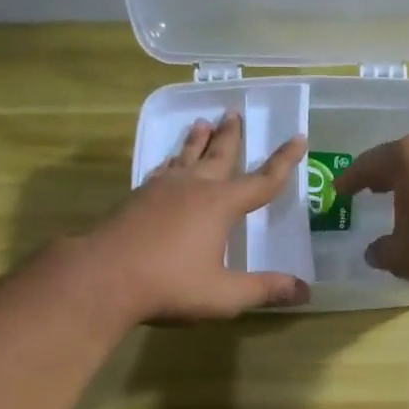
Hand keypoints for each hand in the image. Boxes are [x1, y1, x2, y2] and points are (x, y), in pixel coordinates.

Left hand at [90, 111, 309, 323]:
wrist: (102, 277)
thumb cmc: (170, 285)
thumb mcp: (225, 295)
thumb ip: (265, 290)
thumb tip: (306, 291)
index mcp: (221, 205)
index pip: (262, 181)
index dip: (284, 162)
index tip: (299, 138)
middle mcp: (193, 187)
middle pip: (219, 155)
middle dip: (231, 136)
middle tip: (235, 113)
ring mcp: (161, 189)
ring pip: (185, 156)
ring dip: (196, 140)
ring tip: (202, 122)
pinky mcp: (136, 198)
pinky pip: (161, 170)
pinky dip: (171, 161)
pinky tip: (167, 164)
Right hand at [337, 135, 408, 289]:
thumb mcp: (401, 256)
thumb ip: (381, 252)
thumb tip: (373, 252)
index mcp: (405, 159)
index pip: (367, 165)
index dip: (350, 180)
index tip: (338, 191)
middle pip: (399, 158)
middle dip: (381, 174)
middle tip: (367, 188)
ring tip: (399, 197)